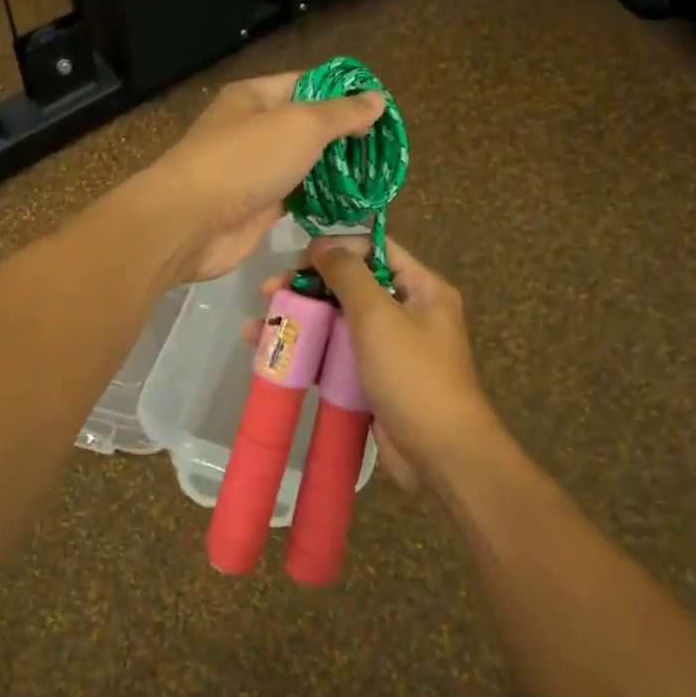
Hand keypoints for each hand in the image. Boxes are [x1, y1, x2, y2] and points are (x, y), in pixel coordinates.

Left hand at [130, 73, 384, 282]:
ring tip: (375, 177)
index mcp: (253, 98)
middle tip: (383, 150)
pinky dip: (318, 201)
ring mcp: (251, 172)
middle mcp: (250, 131)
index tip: (380, 109)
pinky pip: (294, 199)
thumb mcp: (300, 125)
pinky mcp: (255, 209)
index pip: (306, 83)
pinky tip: (350, 205)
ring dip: (332, 172)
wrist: (191, 223)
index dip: (343, 93)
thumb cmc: (244, 161)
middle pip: (304, 127)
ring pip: (300, 166)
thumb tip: (375, 99)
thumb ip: (340, 114)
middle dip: (342, 137)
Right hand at [264, 238, 499, 491]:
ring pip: (337, 323)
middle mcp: (408, 313)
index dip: (335, 249)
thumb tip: (322, 244)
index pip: (375, 250)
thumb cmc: (413, 375)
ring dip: (299, 321)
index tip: (296, 260)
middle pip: (350, 287)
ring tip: (256, 328)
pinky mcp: (372, 380)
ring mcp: (389, 349)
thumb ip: (348, 275)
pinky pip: (335, 356)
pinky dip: (307, 352)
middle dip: (307, 288)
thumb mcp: (378, 315)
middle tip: (268, 292)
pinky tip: (272, 356)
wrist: (440, 452)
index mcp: (422, 289)